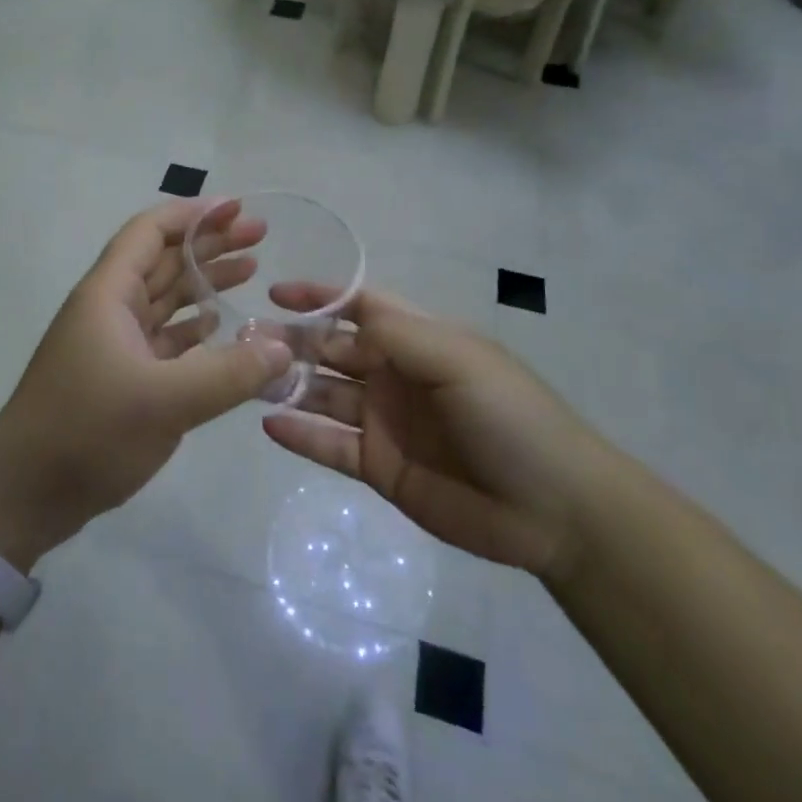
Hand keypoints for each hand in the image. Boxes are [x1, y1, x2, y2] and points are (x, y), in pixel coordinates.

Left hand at [0, 200, 292, 568]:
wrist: (24, 493)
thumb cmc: (87, 431)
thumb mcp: (165, 401)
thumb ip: (229, 373)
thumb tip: (283, 348)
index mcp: (108, 295)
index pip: (150, 232)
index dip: (194, 214)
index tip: (238, 208)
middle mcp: (109, 309)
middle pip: (163, 260)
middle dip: (209, 243)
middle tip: (260, 235)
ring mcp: (112, 344)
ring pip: (164, 299)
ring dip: (204, 283)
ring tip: (252, 271)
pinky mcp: (119, 377)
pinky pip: (163, 338)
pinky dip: (193, 329)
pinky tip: (221, 326)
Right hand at [260, 285, 617, 578]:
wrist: (554, 509)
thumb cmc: (510, 416)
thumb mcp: (458, 358)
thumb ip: (396, 334)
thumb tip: (339, 314)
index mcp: (418, 340)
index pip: (360, 306)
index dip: (321, 297)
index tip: (276, 292)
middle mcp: (395, 375)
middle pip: (332, 350)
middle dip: (292, 342)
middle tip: (246, 342)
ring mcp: (384, 422)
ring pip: (324, 396)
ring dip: (288, 385)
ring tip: (248, 380)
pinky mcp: (380, 467)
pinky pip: (330, 446)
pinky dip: (300, 435)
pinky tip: (270, 424)